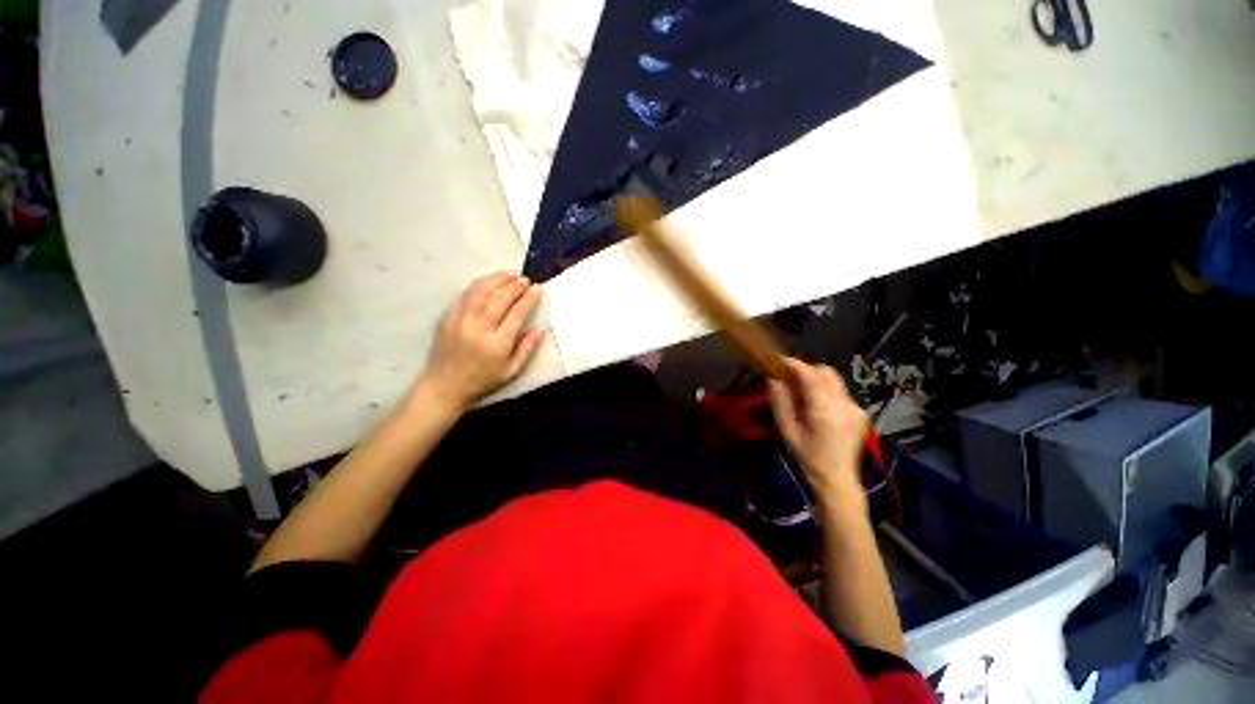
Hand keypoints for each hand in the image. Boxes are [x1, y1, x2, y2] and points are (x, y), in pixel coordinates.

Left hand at [419, 272, 545, 411]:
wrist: (444, 386)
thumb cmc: (483, 381)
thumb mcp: (511, 371)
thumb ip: (527, 349)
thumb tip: (542, 328)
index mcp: (496, 345)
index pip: (516, 314)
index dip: (528, 299)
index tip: (537, 289)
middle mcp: (478, 328)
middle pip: (499, 298)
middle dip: (515, 286)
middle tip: (527, 279)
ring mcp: (460, 320)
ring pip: (481, 291)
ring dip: (498, 279)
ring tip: (512, 273)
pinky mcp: (448, 316)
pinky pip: (466, 294)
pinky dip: (481, 284)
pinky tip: (492, 280)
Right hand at [768, 358, 868, 511]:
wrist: (838, 481)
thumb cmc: (808, 458)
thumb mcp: (787, 431)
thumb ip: (780, 402)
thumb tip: (772, 379)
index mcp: (825, 410)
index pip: (810, 375)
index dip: (794, 364)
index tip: (778, 360)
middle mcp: (845, 404)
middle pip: (826, 372)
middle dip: (806, 369)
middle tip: (788, 376)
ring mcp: (856, 408)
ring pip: (835, 380)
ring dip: (816, 378)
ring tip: (800, 389)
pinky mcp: (860, 413)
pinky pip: (840, 391)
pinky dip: (825, 389)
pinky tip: (815, 403)